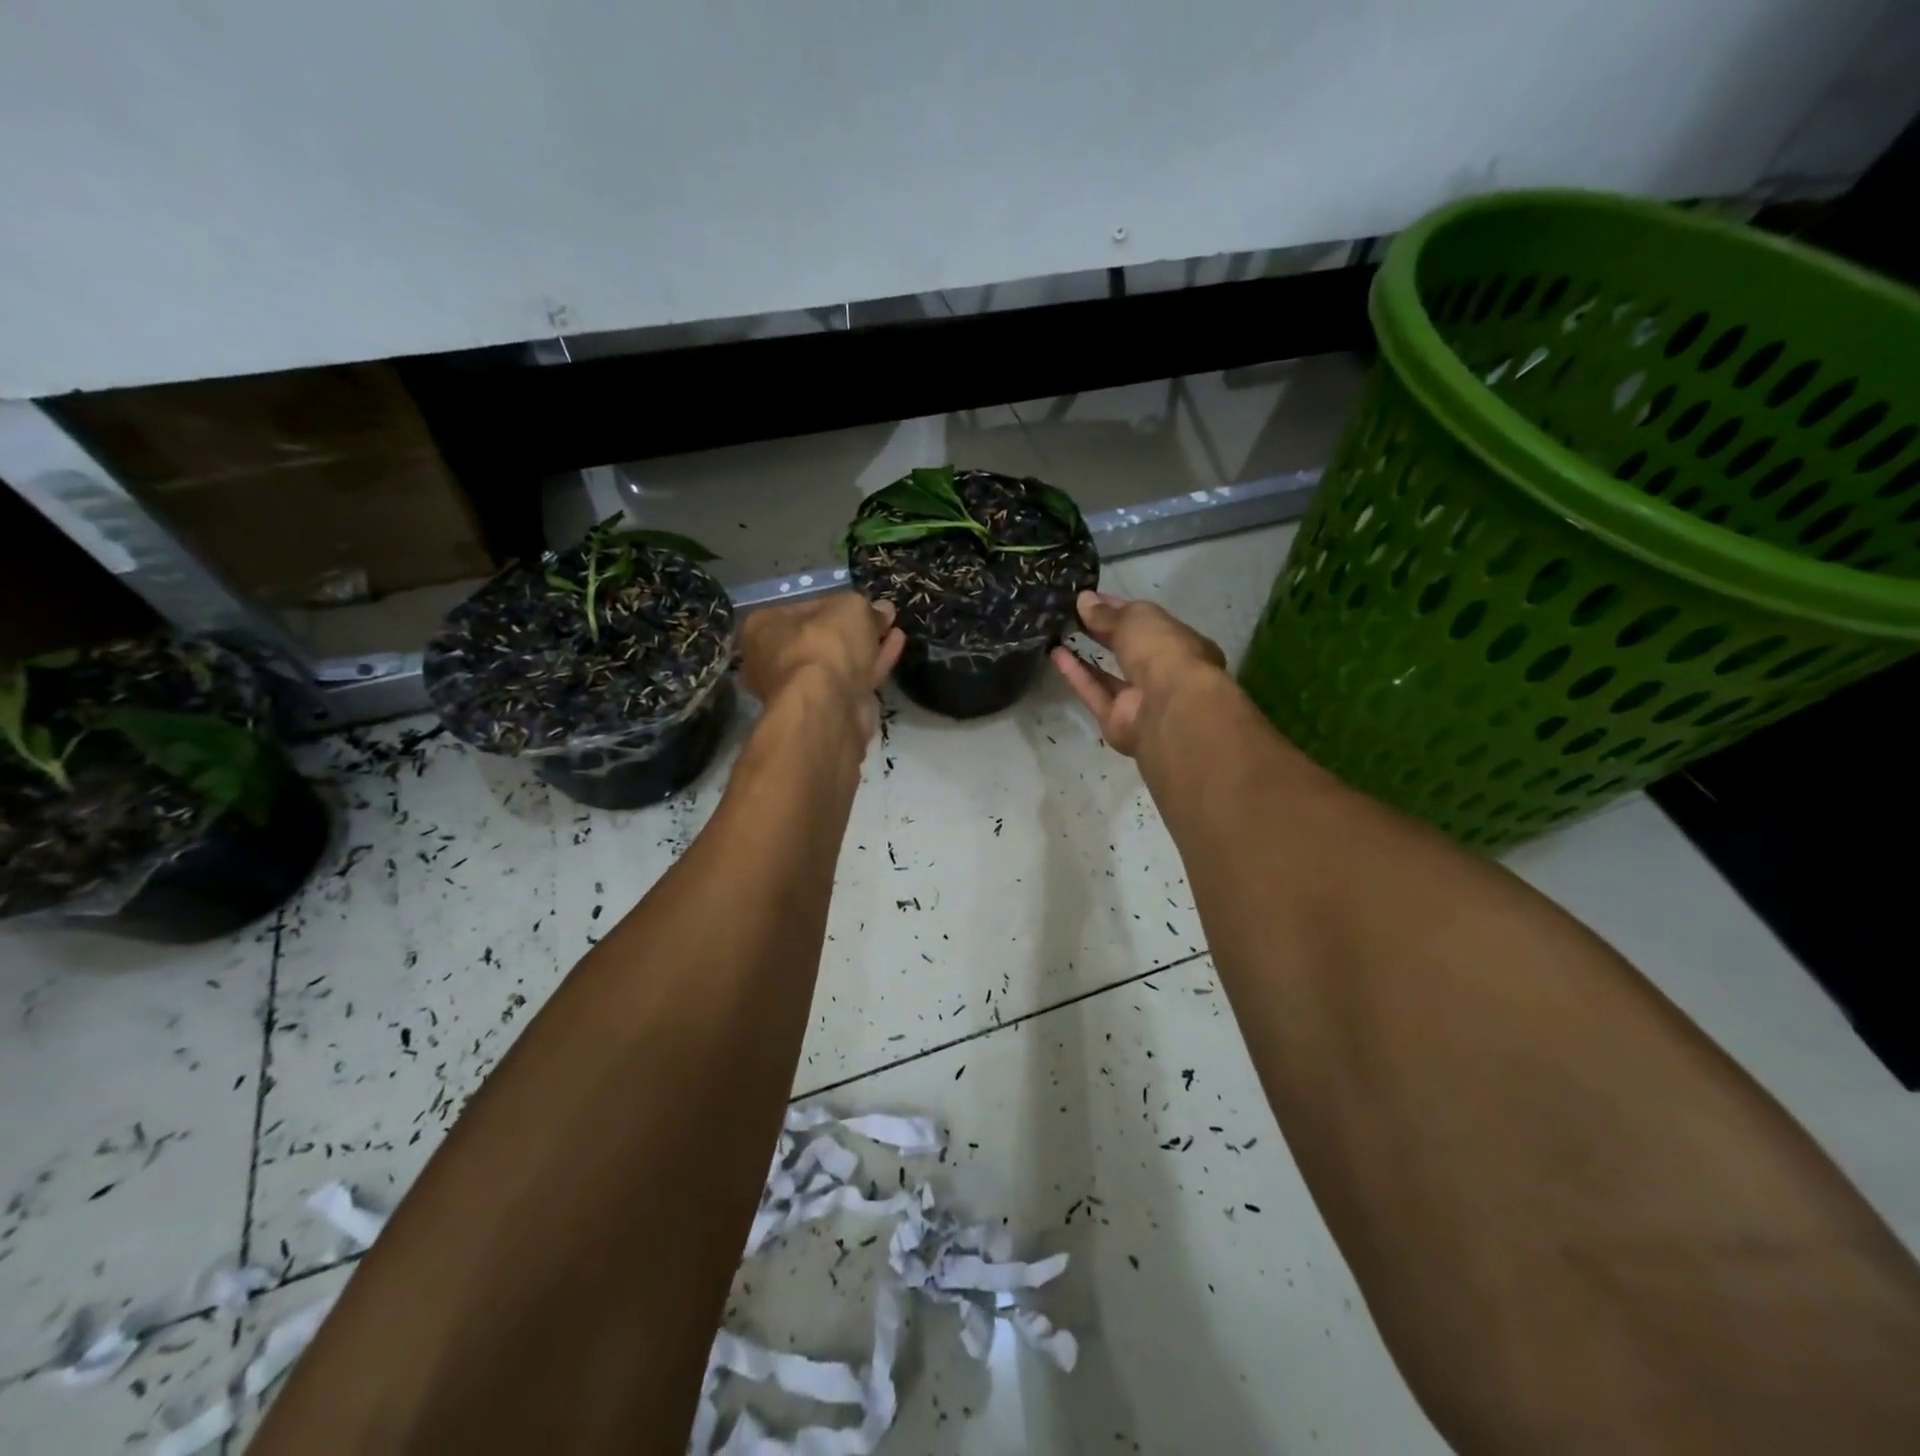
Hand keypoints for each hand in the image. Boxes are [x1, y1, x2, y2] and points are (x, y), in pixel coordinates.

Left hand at [739, 593, 905, 735]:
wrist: (826, 707)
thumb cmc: (824, 645)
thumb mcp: (850, 608)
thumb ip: (866, 607)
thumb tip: (882, 610)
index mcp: (764, 628)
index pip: (803, 608)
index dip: (836, 603)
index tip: (862, 602)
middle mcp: (774, 660)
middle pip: (820, 638)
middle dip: (852, 629)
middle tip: (881, 616)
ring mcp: (800, 690)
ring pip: (839, 662)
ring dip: (866, 646)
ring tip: (894, 628)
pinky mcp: (827, 710)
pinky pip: (853, 680)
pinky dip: (874, 663)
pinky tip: (896, 646)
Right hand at [1052, 590, 1225, 756]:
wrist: (1168, 708)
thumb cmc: (1162, 651)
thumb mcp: (1135, 619)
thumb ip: (1108, 613)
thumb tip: (1084, 600)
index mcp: (1177, 642)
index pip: (1145, 622)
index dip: (1118, 608)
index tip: (1089, 598)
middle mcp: (1161, 671)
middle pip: (1128, 649)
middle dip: (1103, 632)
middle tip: (1071, 614)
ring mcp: (1140, 699)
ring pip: (1109, 676)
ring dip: (1086, 655)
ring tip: (1058, 633)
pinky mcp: (1116, 721)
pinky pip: (1094, 694)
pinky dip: (1076, 675)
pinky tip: (1056, 654)